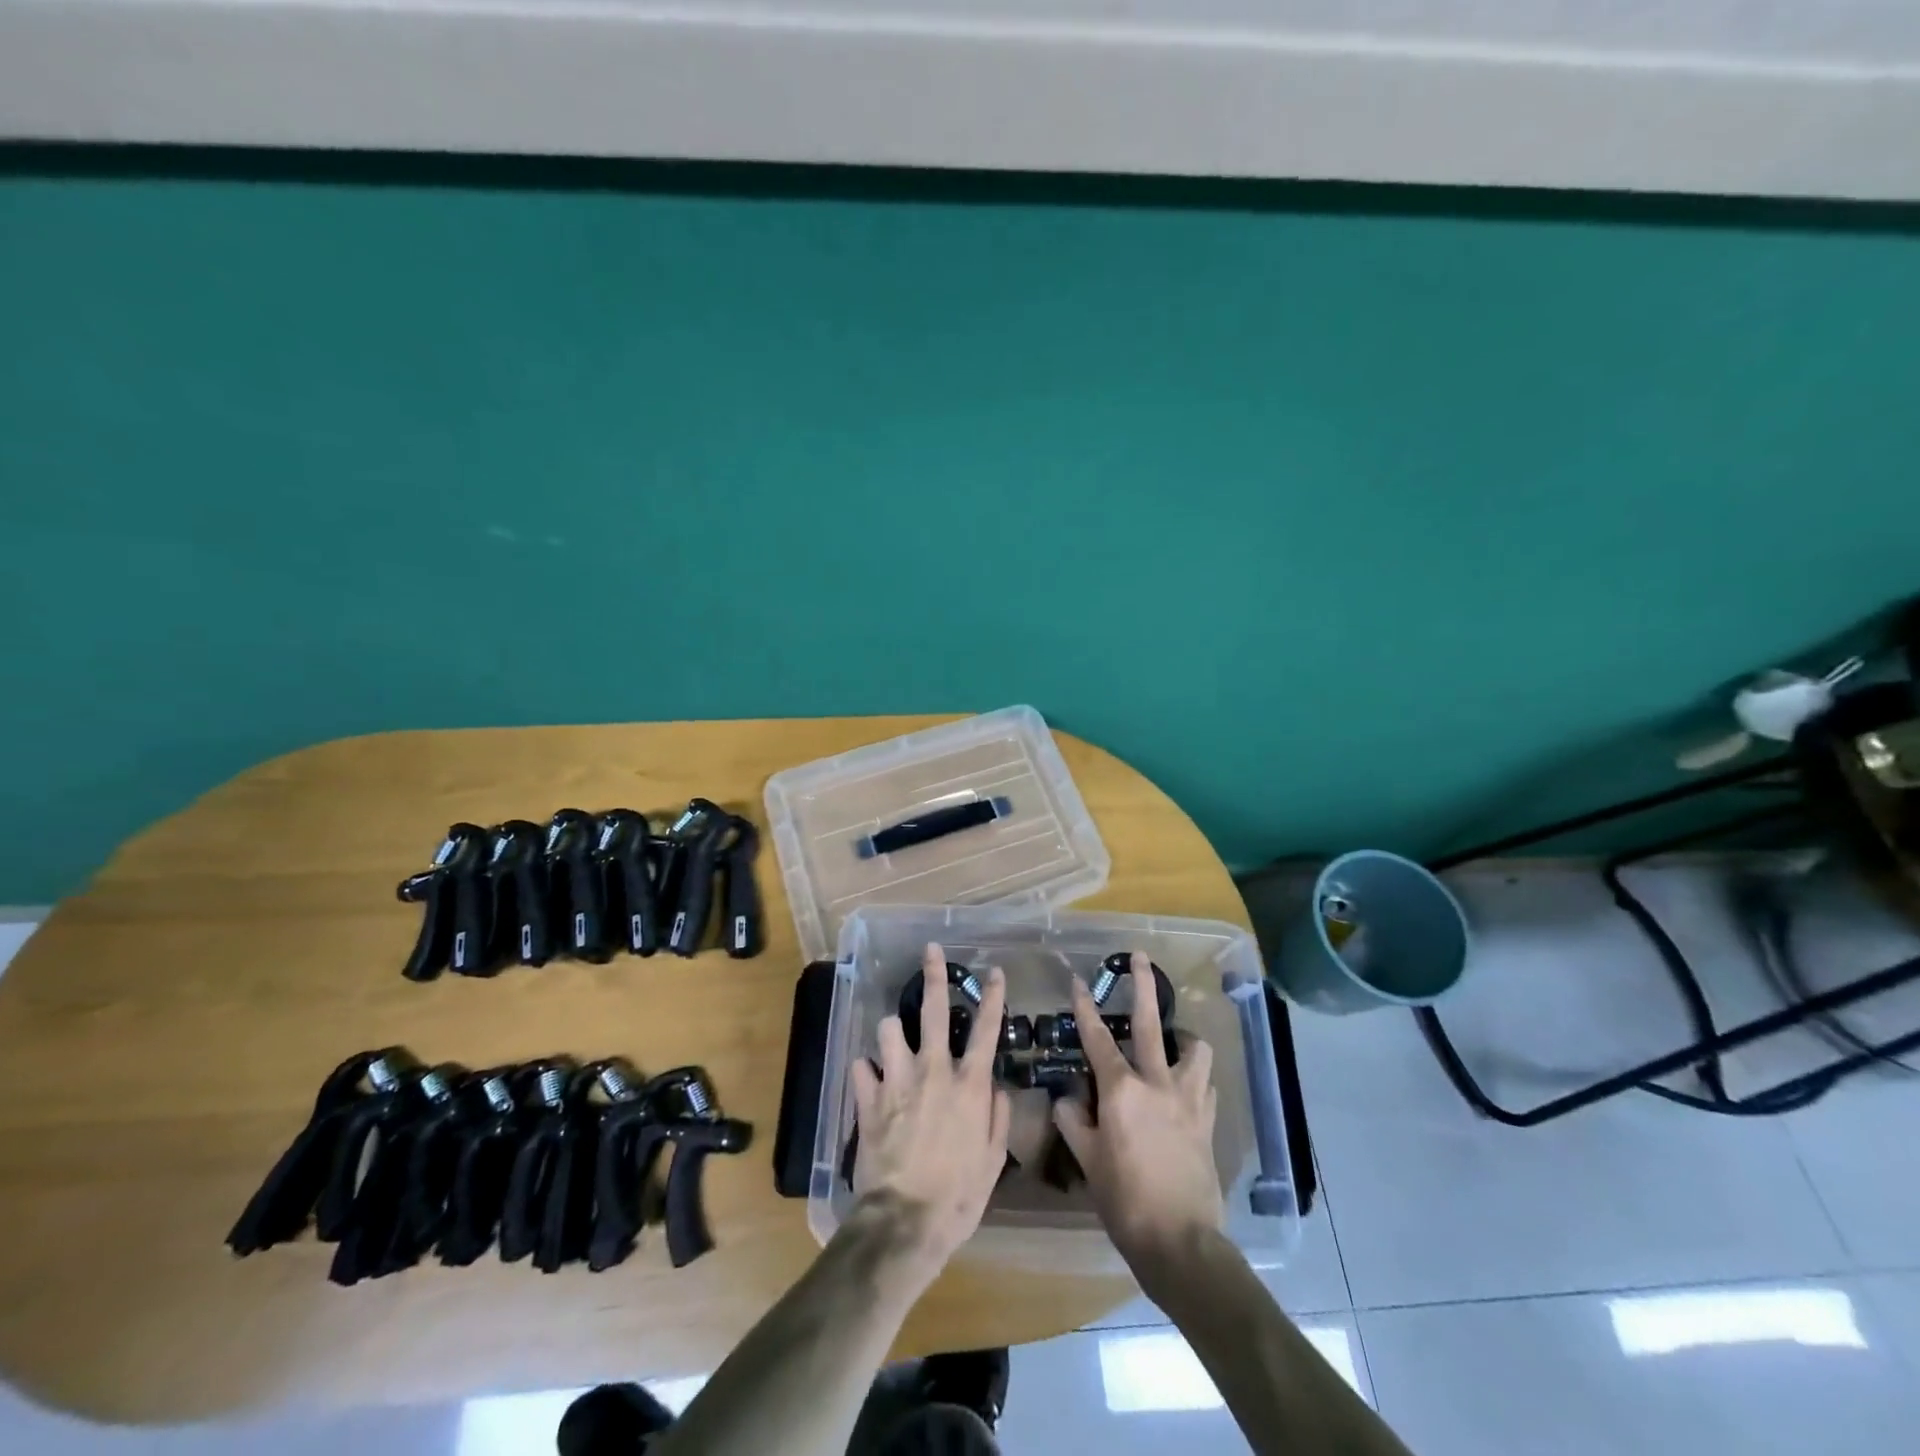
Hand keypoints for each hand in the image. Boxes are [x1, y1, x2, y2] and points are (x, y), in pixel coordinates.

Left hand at [849, 943, 1011, 1281]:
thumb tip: (997, 1089)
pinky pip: (861, 1067)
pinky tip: (870, 1081)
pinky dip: (866, 1072)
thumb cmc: (958, 1196)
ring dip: (893, 1032)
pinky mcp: (868, 1097)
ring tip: (895, 1042)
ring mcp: (898, 1080)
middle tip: (931, 951)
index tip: (996, 971)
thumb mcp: (993, 1161)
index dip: (993, 996)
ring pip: (890, 1028)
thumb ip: (997, 1118)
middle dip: (934, 974)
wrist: (905, 1222)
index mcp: (968, 1084)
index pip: (987, 1029)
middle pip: (935, 1009)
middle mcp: (934, 1070)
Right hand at [1052, 953, 1221, 1279]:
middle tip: (1140, 957)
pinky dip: (1196, 1078)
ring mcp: (1188, 1100)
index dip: (1085, 1008)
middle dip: (1142, 986)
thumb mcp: (1088, 1161)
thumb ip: (1074, 1122)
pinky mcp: (1208, 1121)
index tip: (1079, 981)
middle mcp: (1157, 1083)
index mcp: (1122, 1090)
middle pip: (1150, 1023)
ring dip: (1184, 1037)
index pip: (1098, 1038)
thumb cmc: (1125, 1201)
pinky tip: (1187, 1086)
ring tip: (1175, 1038)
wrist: (1181, 1242)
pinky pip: (1206, 1086)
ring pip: (1194, 1050)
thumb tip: (1066, 1099)